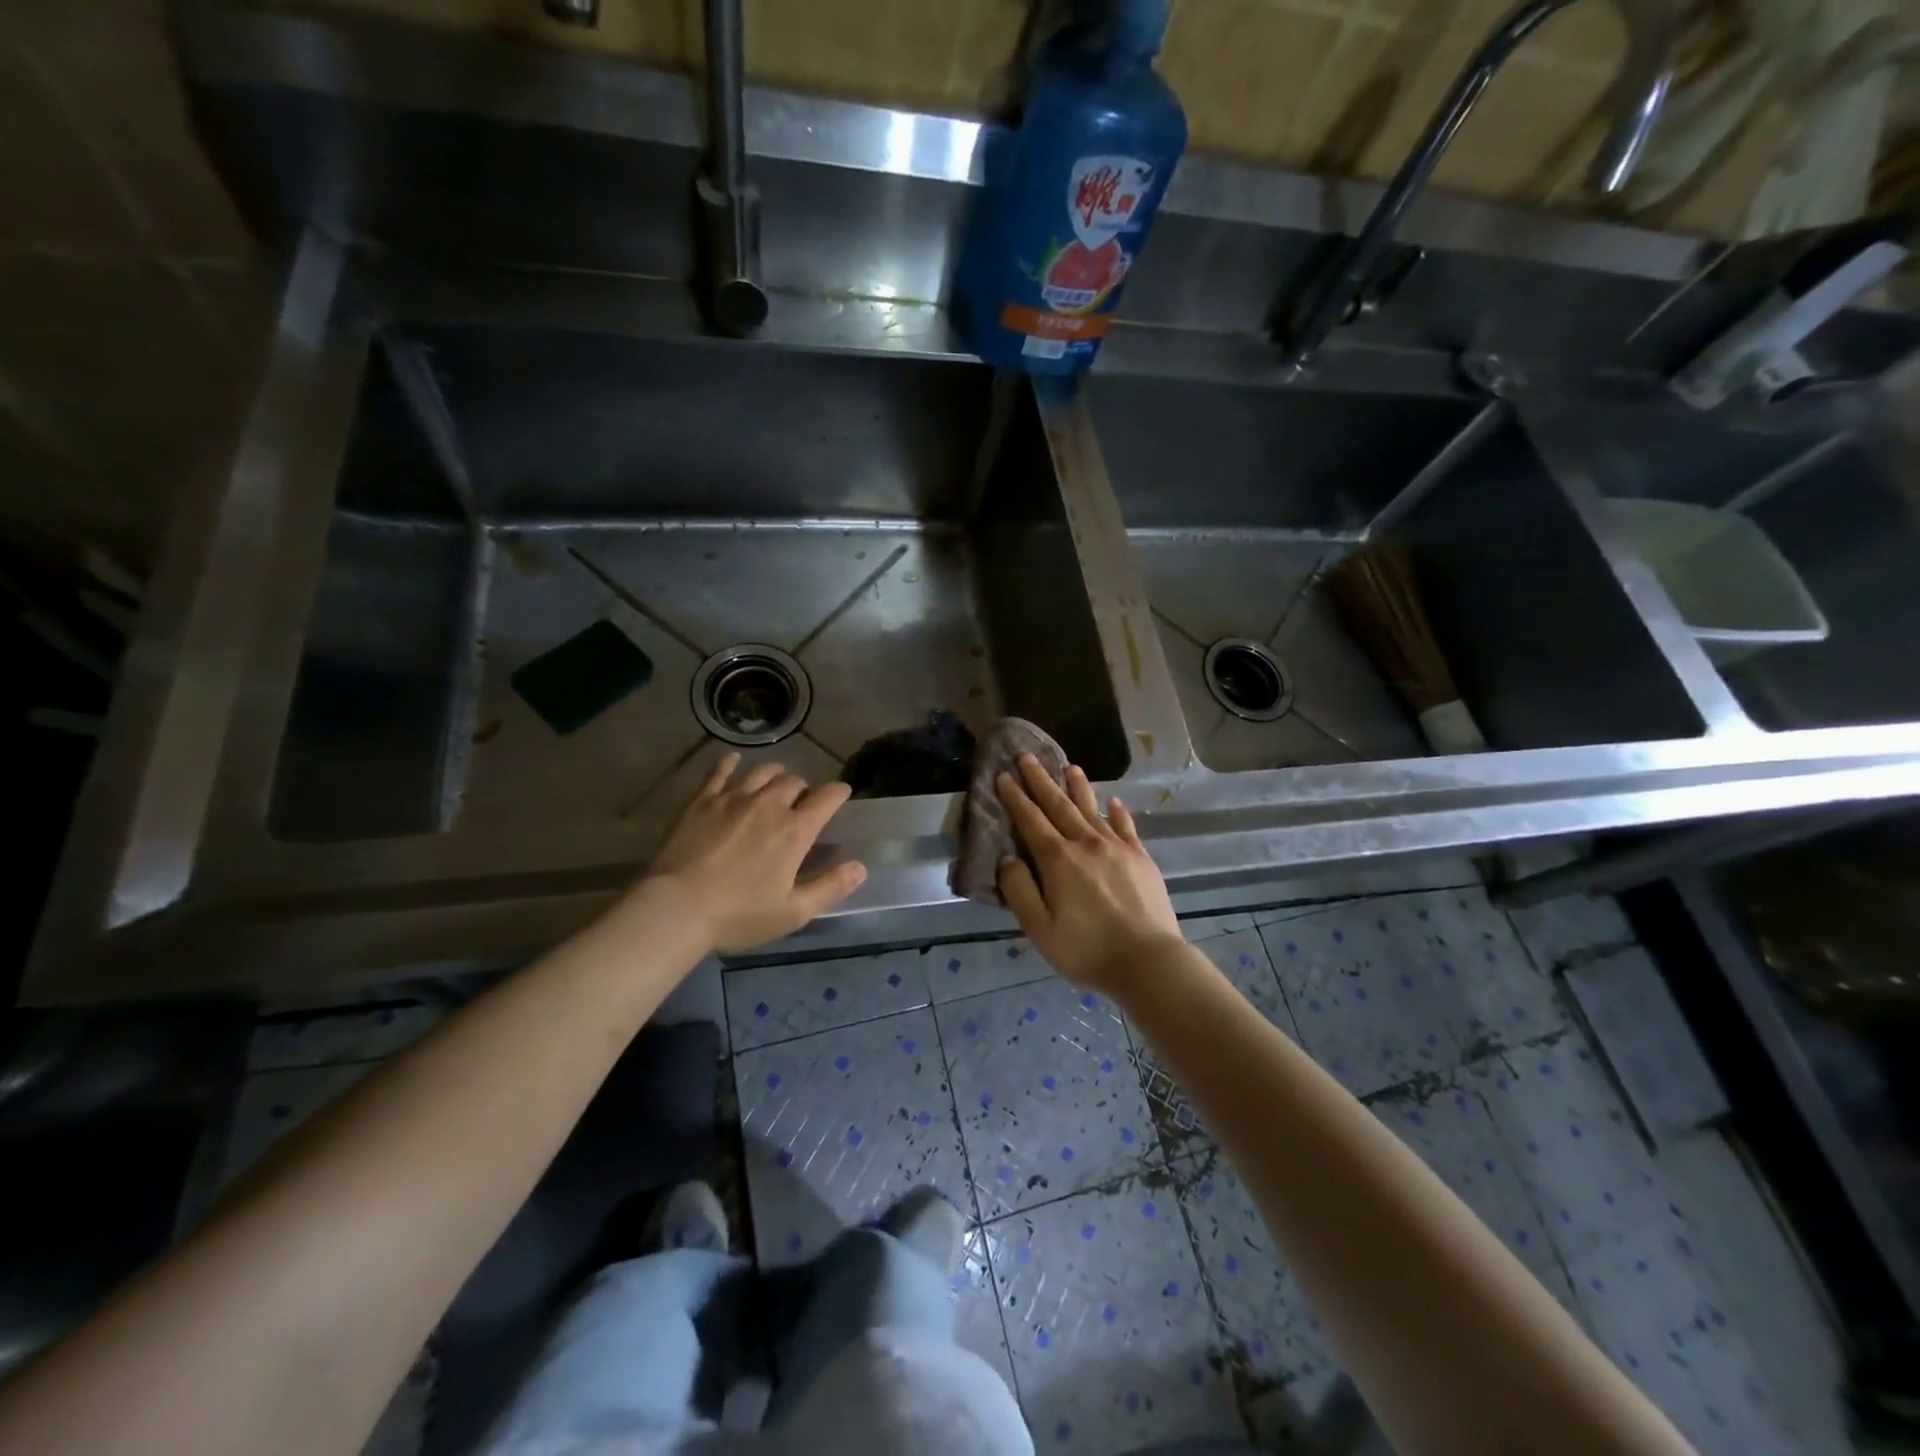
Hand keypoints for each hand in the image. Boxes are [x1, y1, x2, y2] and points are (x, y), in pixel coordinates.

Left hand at [645, 754, 866, 953]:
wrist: (676, 908)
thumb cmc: (738, 915)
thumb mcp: (793, 913)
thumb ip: (830, 887)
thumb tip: (860, 867)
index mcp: (794, 831)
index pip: (827, 798)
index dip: (839, 792)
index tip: (842, 794)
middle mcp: (768, 805)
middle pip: (794, 782)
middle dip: (803, 790)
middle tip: (801, 804)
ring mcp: (733, 798)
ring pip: (763, 771)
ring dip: (775, 775)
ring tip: (774, 784)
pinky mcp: (702, 800)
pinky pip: (720, 771)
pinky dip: (731, 763)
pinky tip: (734, 762)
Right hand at [995, 754, 1183, 992]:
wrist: (1148, 962)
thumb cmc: (1086, 950)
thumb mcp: (1038, 929)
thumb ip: (1019, 890)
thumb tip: (1008, 858)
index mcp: (1058, 860)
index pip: (1030, 820)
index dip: (1015, 797)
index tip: (1003, 776)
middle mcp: (1086, 843)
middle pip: (1059, 805)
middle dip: (1040, 780)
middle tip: (1027, 756)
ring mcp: (1117, 848)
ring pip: (1092, 809)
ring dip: (1078, 787)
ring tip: (1069, 767)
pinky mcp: (1141, 858)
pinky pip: (1126, 827)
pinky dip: (1118, 812)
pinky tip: (1114, 802)